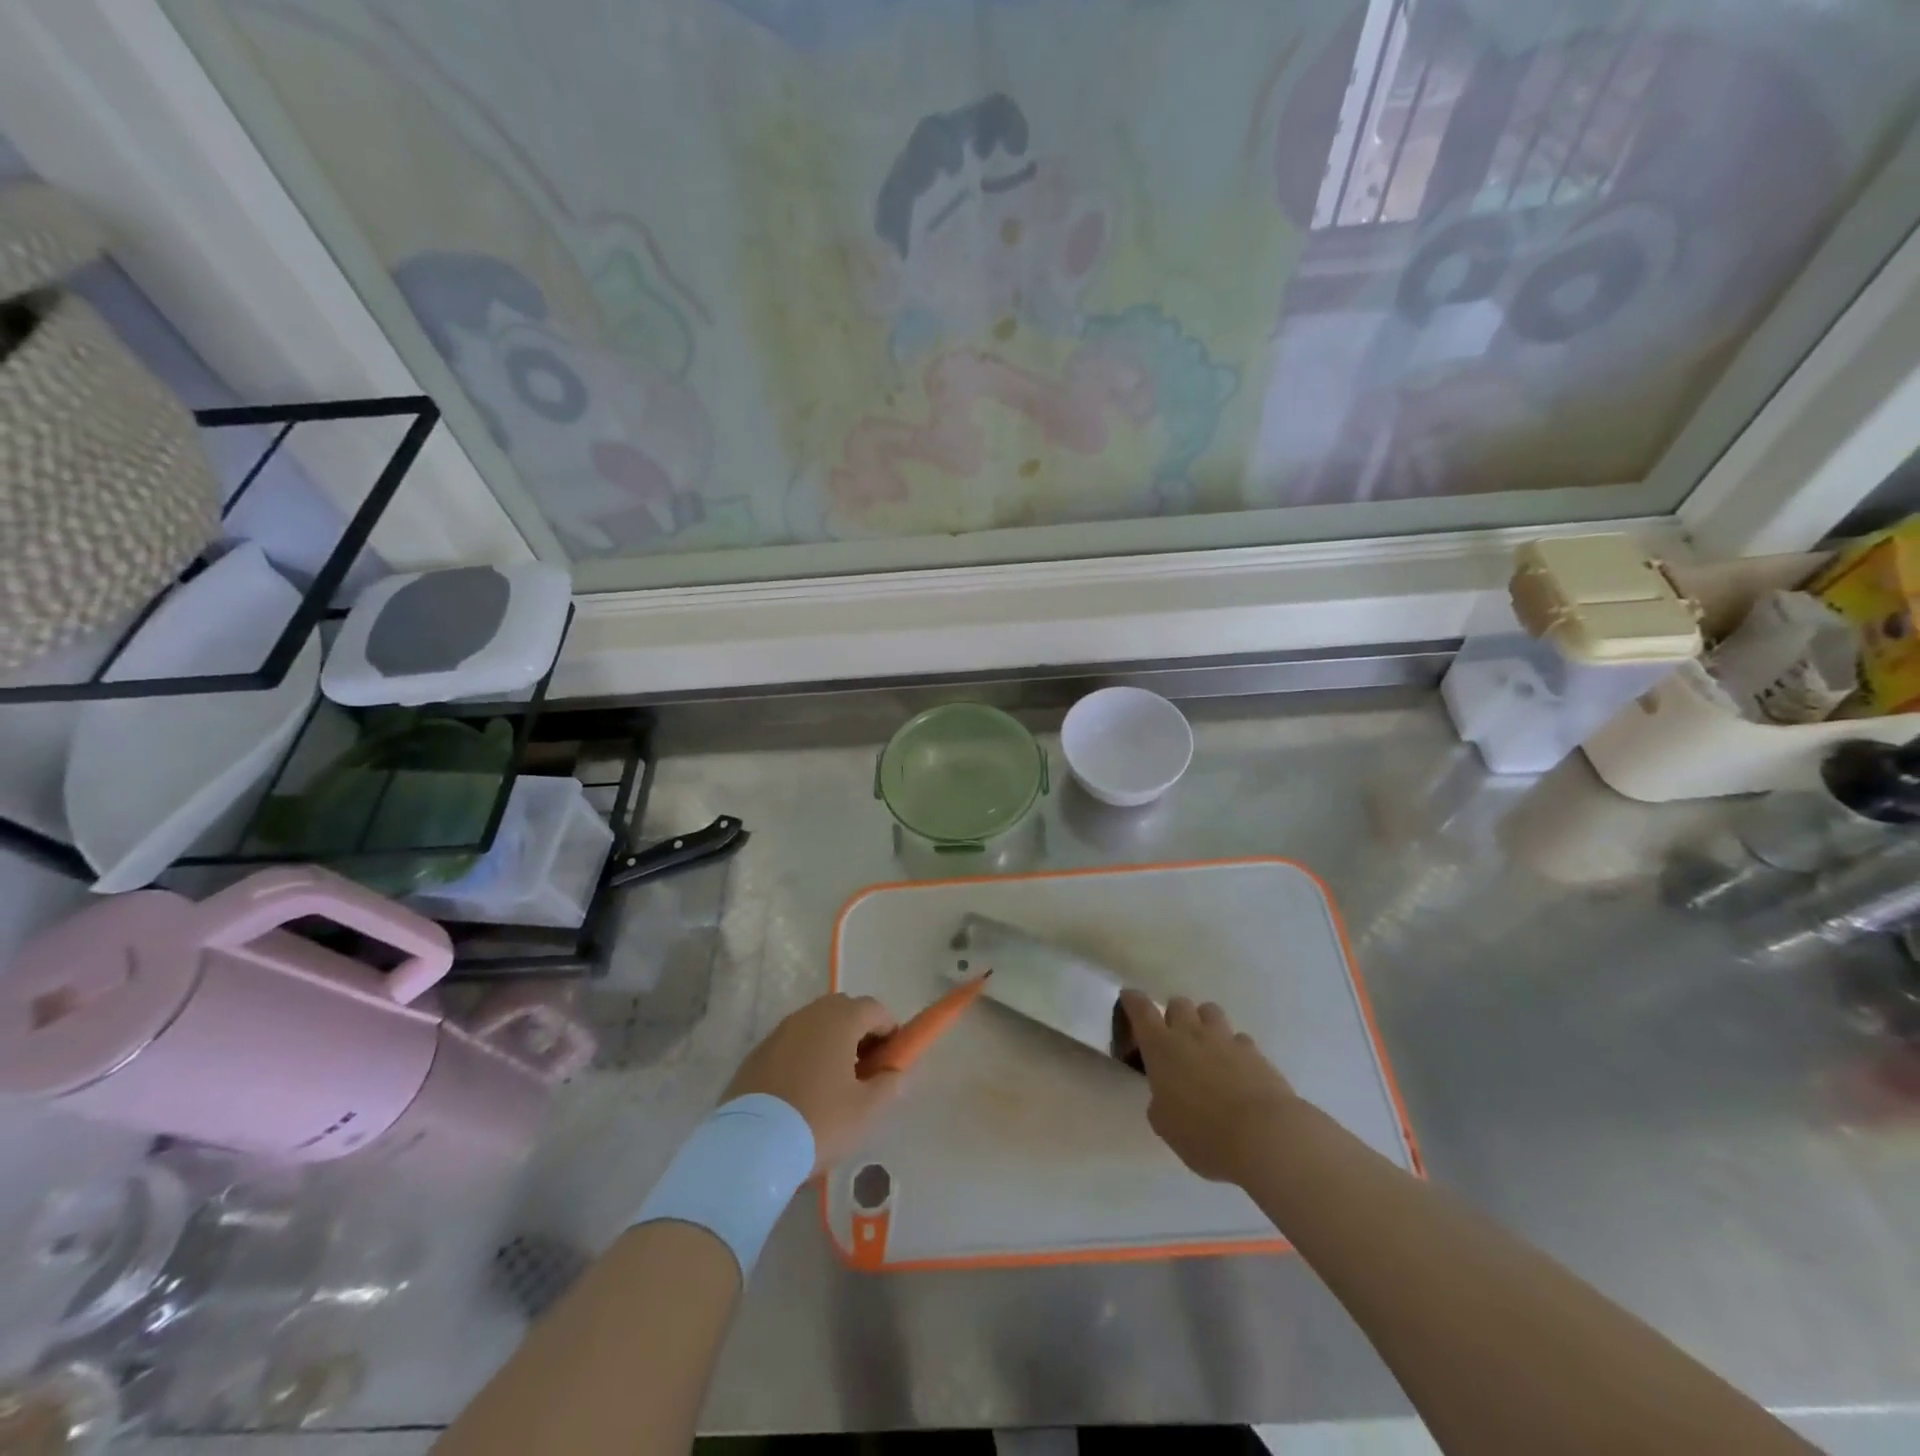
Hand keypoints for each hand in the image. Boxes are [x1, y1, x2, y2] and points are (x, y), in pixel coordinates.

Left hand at [724, 994, 902, 1173]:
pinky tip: (803, 1091)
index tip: (892, 1059)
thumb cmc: (819, 1120)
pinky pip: (791, 1044)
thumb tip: (893, 1072)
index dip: (889, 1030)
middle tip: (865, 1069)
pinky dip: (804, 1056)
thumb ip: (889, 1084)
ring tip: (834, 1083)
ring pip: (815, 1026)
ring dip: (830, 1043)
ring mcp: (779, 1032)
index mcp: (839, 1019)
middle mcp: (809, 1015)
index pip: (875, 1009)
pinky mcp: (757, 1053)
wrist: (750, 1145)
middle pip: (843, 1010)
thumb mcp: (867, 1110)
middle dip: (859, 1032)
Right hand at [1120, 991, 1299, 1185]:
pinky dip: (1234, 1048)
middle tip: (1174, 1036)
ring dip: (1204, 1022)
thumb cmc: (1203, 1133)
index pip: (1141, 1010)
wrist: (1263, 1135)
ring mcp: (1225, 1039)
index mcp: (1161, 1047)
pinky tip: (1237, 1069)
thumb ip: (1160, 1103)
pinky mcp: (1255, 1052)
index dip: (1133, 1000)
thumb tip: (1165, 1096)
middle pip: (1179, 1003)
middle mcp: (1191, 1034)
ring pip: (1210, 1011)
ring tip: (1206, 1046)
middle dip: (1173, 1014)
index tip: (1129, 997)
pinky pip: (1239, 1038)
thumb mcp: (1166, 1125)